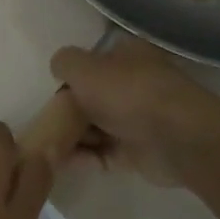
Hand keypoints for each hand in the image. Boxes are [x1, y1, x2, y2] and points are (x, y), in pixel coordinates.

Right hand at [51, 36, 219, 186]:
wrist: (176, 137)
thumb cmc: (128, 92)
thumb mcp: (84, 67)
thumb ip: (65, 63)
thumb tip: (59, 69)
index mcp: (127, 55)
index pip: (93, 61)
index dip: (72, 74)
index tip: (49, 90)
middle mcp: (133, 84)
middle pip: (93, 96)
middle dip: (69, 109)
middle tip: (43, 121)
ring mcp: (137, 119)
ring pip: (97, 126)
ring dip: (73, 136)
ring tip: (44, 145)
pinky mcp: (138, 153)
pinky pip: (103, 154)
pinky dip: (84, 157)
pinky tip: (59, 163)